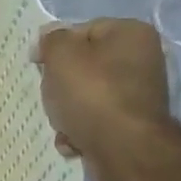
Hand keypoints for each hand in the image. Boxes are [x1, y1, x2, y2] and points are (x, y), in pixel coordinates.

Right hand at [32, 18, 174, 180]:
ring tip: (62, 124)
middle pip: (84, 67)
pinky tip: (73, 141)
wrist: (123, 150)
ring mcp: (138, 96)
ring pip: (86, 97)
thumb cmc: (93, 94)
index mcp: (131, 33)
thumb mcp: (62, 56)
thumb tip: (48, 38)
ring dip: (66, 113)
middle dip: (61, 85)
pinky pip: (95, 122)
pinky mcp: (130, 126)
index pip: (84, 30)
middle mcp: (142, 60)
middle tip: (51, 97)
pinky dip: (80, 132)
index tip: (38, 66)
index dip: (56, 48)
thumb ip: (51, 41)